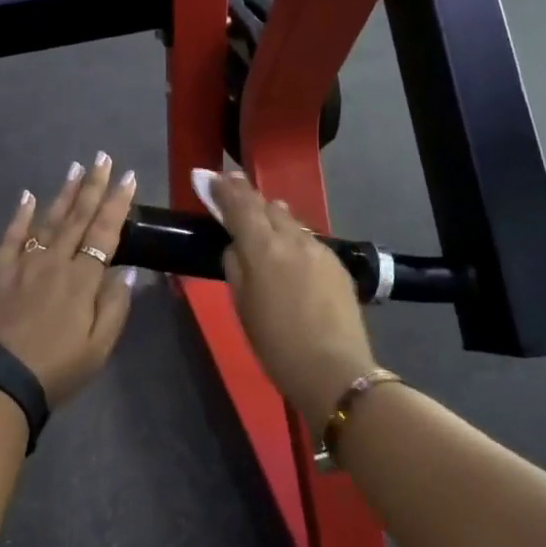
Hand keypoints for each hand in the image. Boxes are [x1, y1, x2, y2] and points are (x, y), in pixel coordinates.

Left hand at [0, 154, 139, 408]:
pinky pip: (11, 235)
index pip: (104, 233)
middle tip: (103, 158)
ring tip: (76, 168)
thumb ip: (114, 306)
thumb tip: (126, 271)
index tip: (128, 178)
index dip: (117, 204)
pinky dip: (21, 214)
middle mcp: (54, 262)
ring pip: (48, 220)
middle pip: (77, 217)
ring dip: (64, 193)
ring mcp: (23, 263)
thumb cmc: (54, 370)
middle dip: (93, 186)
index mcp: (82, 281)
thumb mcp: (98, 348)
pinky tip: (28, 195)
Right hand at [195, 170, 376, 423]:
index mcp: (263, 248)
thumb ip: (235, 266)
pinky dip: (291, 237)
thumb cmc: (276, 345)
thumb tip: (236, 246)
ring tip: (259, 218)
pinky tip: (288, 252)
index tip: (209, 175)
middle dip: (247, 196)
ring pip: (289, 220)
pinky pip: (306, 239)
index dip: (223, 188)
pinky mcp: (336, 263)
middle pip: (266, 205)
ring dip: (270, 215)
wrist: (335, 371)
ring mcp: (318, 248)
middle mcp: (292, 238)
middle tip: (231, 188)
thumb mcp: (242, 306)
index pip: (239, 204)